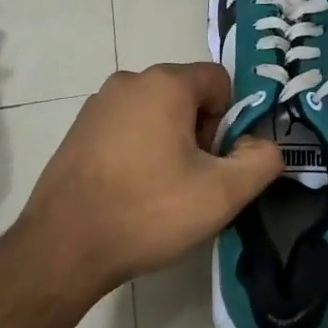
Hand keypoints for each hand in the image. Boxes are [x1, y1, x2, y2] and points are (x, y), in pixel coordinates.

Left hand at [16, 63, 282, 300]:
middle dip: (198, 132)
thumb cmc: (148, 211)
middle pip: (187, 95)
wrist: (63, 246)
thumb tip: (263, 145)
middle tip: (190, 180)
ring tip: (158, 190)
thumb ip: (260, 161)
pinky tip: (129, 191)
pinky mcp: (78, 128)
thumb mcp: (222, 194)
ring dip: (168, 142)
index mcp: (165, 83)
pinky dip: (137, 149)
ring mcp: (98, 103)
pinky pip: (126, 127)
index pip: (219, 81)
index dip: (228, 121)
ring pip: (156, 112)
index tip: (214, 162)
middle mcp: (129, 80)